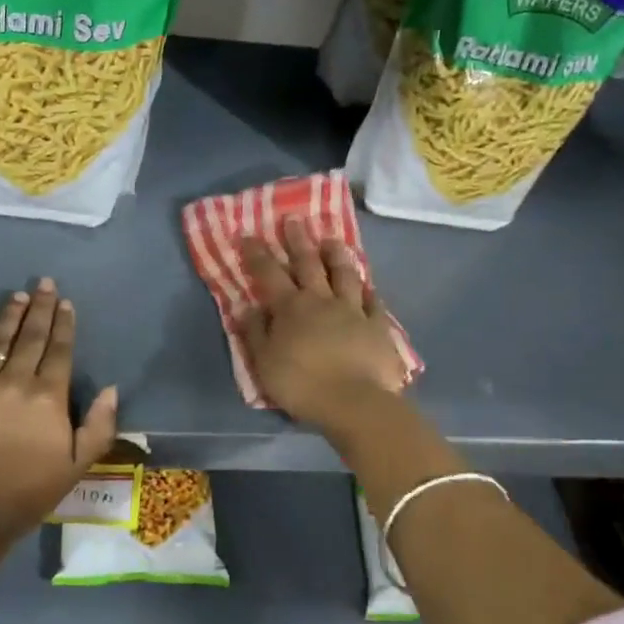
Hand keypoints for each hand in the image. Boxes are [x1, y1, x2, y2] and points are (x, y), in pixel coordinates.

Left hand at [0, 278, 118, 543]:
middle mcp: (14, 382)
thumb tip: (110, 388)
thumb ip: (98, 426)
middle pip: (31, 337)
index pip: (59, 351)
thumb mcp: (76, 467)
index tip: (66, 303)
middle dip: (40, 308)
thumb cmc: (27, 493)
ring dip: (10, 316)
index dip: (64, 325)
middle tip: (44, 283)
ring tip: (18, 296)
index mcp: (48, 398)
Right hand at [238, 217, 404, 430]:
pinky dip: (368, 290)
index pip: (269, 274)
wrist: (355, 403)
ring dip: (336, 255)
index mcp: (290, 308)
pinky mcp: (378, 326)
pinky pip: (373, 302)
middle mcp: (321, 300)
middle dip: (298, 241)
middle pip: (308, 264)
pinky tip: (367, 284)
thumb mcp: (264, 362)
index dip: (257, 254)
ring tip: (331, 240)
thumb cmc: (302, 384)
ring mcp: (353, 311)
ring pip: (345, 275)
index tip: (248, 235)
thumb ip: (255, 332)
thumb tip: (245, 306)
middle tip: (294, 219)